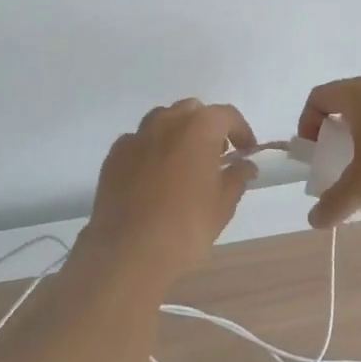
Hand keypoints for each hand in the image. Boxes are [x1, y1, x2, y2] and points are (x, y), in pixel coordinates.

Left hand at [81, 98, 257, 283]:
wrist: (129, 250)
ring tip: (183, 164)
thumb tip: (244, 166)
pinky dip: (150, 151)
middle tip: (214, 156)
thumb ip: (237, 177)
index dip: (241, 131)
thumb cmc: (186, 225)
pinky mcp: (114, 155)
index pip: (227, 115)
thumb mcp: (223, 204)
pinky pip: (138, 142)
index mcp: (199, 127)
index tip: (246, 151)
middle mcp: (166, 121)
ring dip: (177, 134)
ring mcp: (136, 136)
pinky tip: (153, 177)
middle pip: (191, 111)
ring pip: (162, 121)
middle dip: (206, 127)